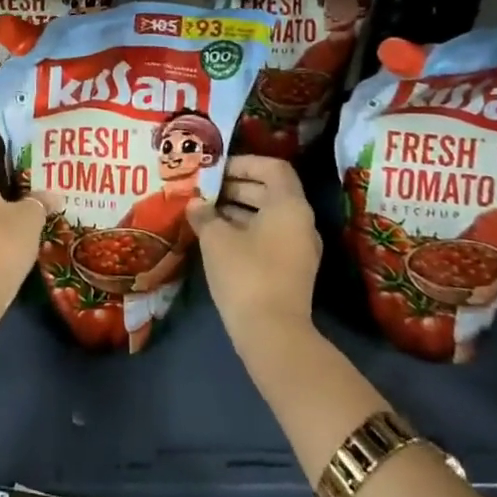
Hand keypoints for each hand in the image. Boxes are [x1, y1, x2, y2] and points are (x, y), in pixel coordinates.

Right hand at [189, 155, 321, 359]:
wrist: (273, 333)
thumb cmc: (245, 273)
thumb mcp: (216, 239)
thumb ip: (204, 214)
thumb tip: (195, 204)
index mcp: (289, 205)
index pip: (273, 167)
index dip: (244, 163)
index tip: (216, 170)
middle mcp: (301, 221)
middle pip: (270, 190)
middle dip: (236, 186)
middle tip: (204, 189)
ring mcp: (299, 248)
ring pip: (268, 215)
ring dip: (237, 209)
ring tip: (204, 212)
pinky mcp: (291, 269)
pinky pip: (269, 237)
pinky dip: (245, 230)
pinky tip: (216, 238)